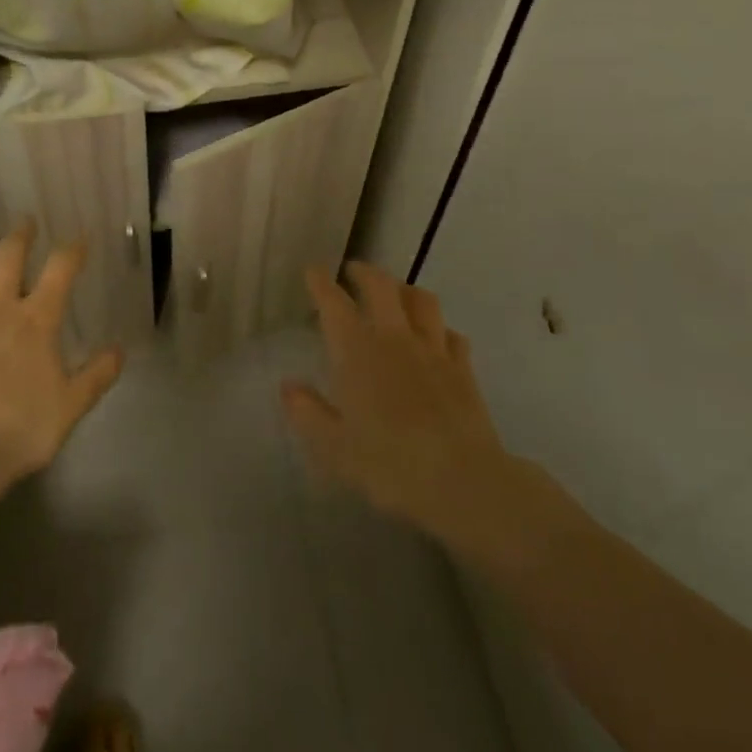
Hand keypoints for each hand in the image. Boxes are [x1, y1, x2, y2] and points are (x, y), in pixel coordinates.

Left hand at [0, 222, 123, 478]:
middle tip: (27, 224)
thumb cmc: (22, 426)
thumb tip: (119, 350)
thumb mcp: (72, 405)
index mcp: (37, 320)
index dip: (72, 250)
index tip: (80, 240)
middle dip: (20, 236)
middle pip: (8, 257)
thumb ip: (97, 374)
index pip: (60, 270)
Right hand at [283, 262, 524, 545]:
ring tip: (396, 293)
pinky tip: (437, 337)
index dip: (321, 283)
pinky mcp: (463, 369)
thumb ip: (308, 412)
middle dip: (364, 273)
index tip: (314, 271)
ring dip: (404, 289)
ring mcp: (434, 350)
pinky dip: (439, 328)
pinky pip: (451, 334)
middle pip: (381, 286)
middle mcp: (395, 339)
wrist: (462, 481)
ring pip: (421, 300)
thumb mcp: (334, 447)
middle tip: (353, 271)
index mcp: (357, 351)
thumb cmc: (389, 464)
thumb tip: (288, 386)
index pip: (334, 304)